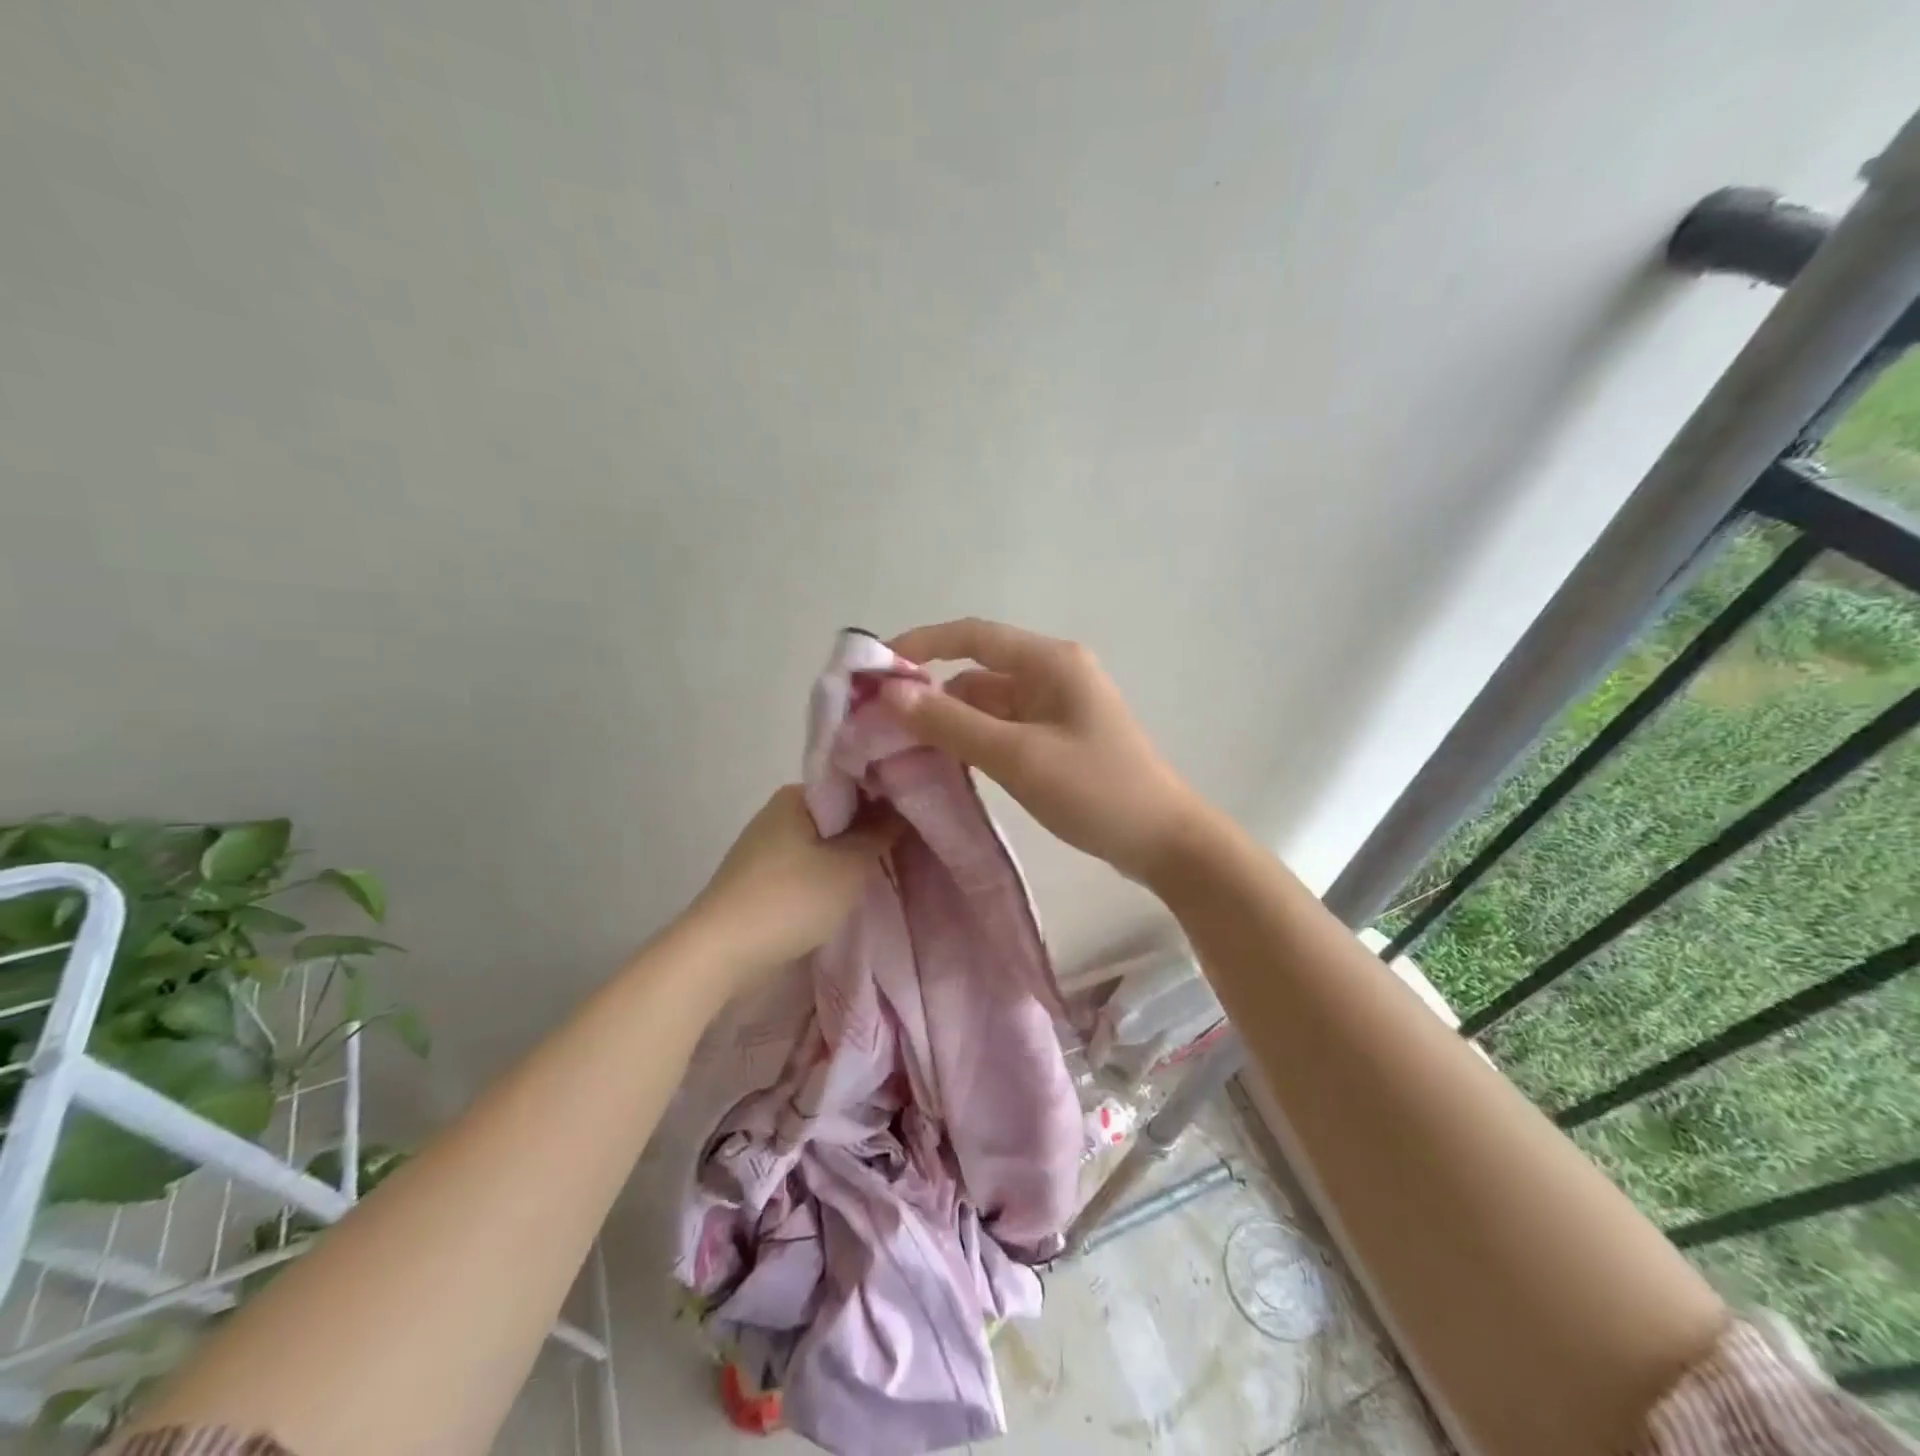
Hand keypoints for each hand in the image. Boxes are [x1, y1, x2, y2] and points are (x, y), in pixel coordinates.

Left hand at [686, 785, 899, 980]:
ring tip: (884, 869)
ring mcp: (766, 846)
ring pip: (823, 842)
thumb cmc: (791, 899)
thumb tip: (902, 807)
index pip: (853, 784)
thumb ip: (880, 833)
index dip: (887, 797)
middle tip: (907, 846)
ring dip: (849, 855)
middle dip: (870, 830)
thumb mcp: (849, 866)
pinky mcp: (761, 877)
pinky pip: (806, 865)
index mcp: (797, 795)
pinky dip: (828, 874)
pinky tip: (848, 890)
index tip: (916, 816)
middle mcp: (779, 812)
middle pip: (839, 814)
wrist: (720, 952)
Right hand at [883, 619, 1202, 883]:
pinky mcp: (1057, 739)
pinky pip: (1004, 728)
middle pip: (978, 671)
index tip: (875, 668)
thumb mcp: (1018, 757)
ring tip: (904, 748)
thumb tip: (890, 694)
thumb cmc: (1095, 790)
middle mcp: (1052, 674)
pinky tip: (947, 763)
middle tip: (881, 723)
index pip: (972, 635)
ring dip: (951, 720)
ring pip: (988, 703)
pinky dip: (974, 740)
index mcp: (1050, 662)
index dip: (921, 644)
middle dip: (931, 691)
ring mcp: (1057, 708)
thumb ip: (952, 724)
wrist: (1164, 841)